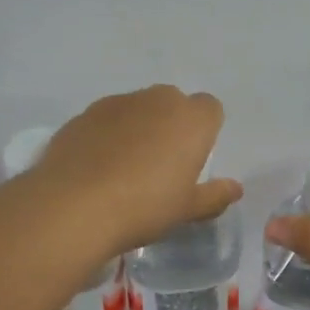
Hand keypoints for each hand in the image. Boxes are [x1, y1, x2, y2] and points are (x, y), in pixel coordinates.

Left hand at [34, 86, 242, 255]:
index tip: (193, 160)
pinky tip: (97, 168)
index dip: (204, 131)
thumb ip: (214, 195)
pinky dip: (107, 136)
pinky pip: (105, 120)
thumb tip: (235, 188)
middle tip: (162, 165)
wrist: (74, 206)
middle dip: (171, 125)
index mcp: (190, 119)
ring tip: (125, 168)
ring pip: (137, 109)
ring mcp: (116, 103)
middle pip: (172, 103)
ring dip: (138, 128)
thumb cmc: (144, 206)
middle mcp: (156, 100)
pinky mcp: (83, 115)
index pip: (210, 109)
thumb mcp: (187, 209)